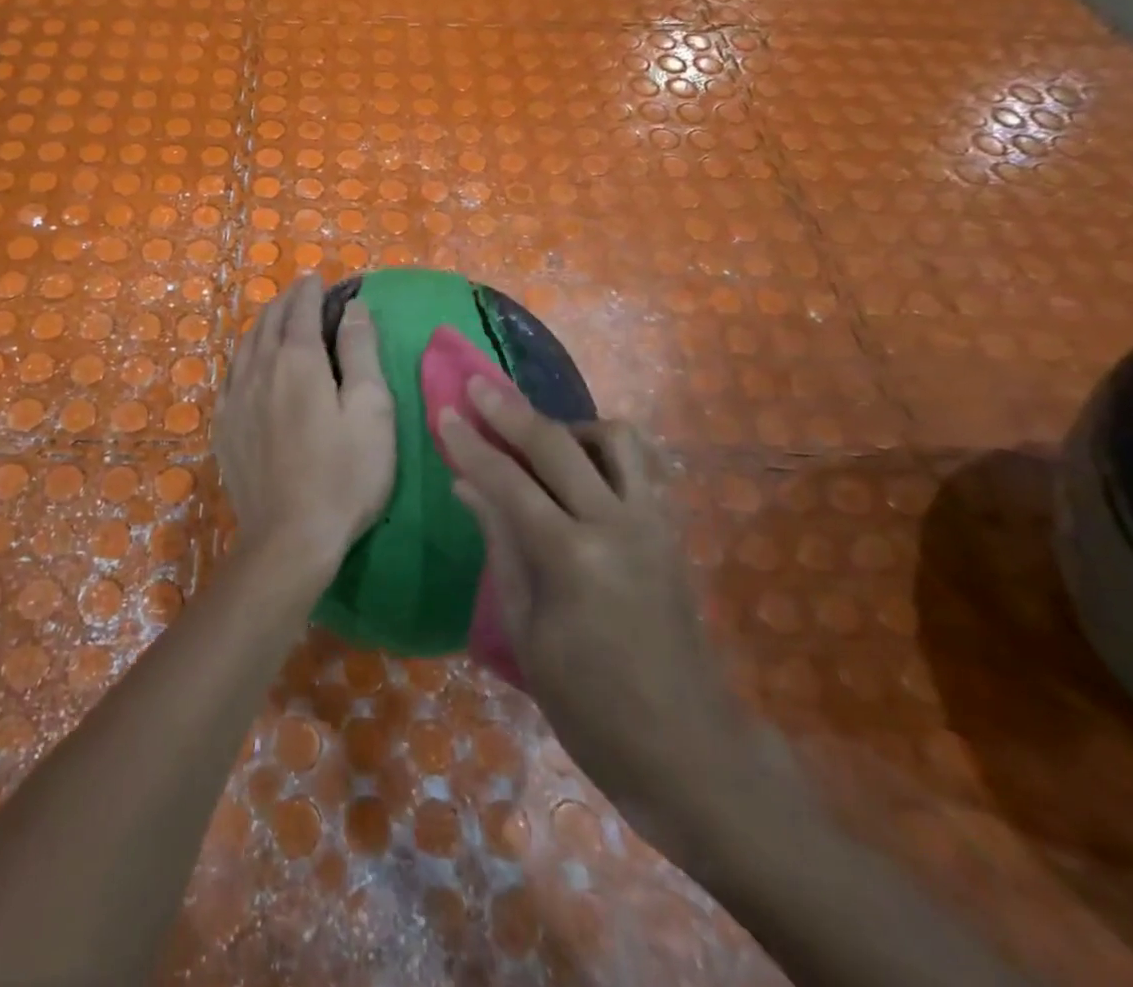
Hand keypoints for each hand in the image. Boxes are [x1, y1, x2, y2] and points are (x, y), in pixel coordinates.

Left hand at [213, 275, 395, 576]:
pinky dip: (244, 356)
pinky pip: (230, 375)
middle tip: (300, 293)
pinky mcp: (223, 427)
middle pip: (268, 322)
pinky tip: (248, 364)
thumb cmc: (344, 474)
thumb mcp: (371, 410)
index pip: (301, 310)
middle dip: (285, 302)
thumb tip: (353, 308)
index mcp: (298, 361)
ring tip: (275, 319)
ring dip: (262, 325)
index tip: (317, 278)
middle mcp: (259, 370)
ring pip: (244, 346)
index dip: (310, 290)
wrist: (290, 537)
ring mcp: (235, 399)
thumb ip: (361, 352)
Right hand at [439, 379, 763, 850]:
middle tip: (478, 384)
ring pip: (616, 439)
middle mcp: (617, 525)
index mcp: (572, 558)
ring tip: (539, 439)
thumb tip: (468, 484)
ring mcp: (653, 523)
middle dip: (511, 410)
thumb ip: (500, 545)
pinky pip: (641, 466)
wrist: (688, 748)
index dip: (472, 444)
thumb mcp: (526, 630)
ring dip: (570, 425)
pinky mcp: (672, 530)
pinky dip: (606, 451)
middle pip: (558, 443)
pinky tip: (581, 466)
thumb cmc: (589, 705)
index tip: (445, 410)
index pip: (509, 481)